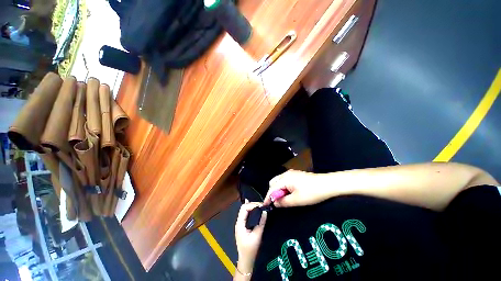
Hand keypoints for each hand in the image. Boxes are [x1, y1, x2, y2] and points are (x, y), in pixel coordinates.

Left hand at [235, 200, 267, 273]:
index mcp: (240, 224)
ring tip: (261, 207)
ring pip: (245, 210)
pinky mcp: (243, 226)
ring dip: (253, 207)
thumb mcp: (257, 237)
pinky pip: (246, 215)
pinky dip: (251, 211)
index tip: (261, 206)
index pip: (244, 208)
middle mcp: (239, 222)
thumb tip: (265, 211)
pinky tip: (256, 209)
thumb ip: (261, 223)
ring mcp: (240, 224)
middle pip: (244, 208)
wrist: (246, 260)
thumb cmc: (250, 250)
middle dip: (253, 205)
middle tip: (262, 206)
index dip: (252, 205)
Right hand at [264, 170, 328, 206]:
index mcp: (285, 179)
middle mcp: (286, 174)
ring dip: (278, 190)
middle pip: (273, 182)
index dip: (268, 197)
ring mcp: (291, 173)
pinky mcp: (296, 175)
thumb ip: (283, 202)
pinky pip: (284, 180)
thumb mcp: (297, 200)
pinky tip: (288, 193)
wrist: (328, 184)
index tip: (265, 206)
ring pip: (279, 181)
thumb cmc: (312, 193)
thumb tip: (274, 203)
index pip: (272, 188)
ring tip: (283, 199)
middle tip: (276, 202)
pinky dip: (283, 187)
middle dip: (272, 192)